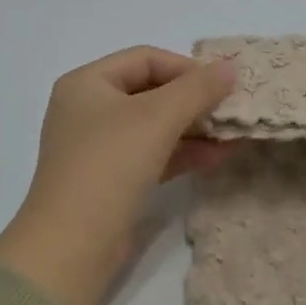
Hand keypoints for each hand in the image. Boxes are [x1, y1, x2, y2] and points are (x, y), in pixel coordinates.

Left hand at [0, 47, 236, 304]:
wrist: (73, 246)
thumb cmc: (110, 166)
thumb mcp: (157, 118)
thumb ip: (197, 89)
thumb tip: (230, 67)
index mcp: (86, 84)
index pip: (145, 59)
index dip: (186, 67)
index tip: (223, 85)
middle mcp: (88, 110)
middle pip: (150, 91)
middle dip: (193, 100)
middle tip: (232, 110)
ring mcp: (98, 148)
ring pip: (154, 126)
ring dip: (193, 128)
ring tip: (232, 135)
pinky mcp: (111, 181)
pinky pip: (152, 155)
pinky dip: (183, 153)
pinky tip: (217, 158)